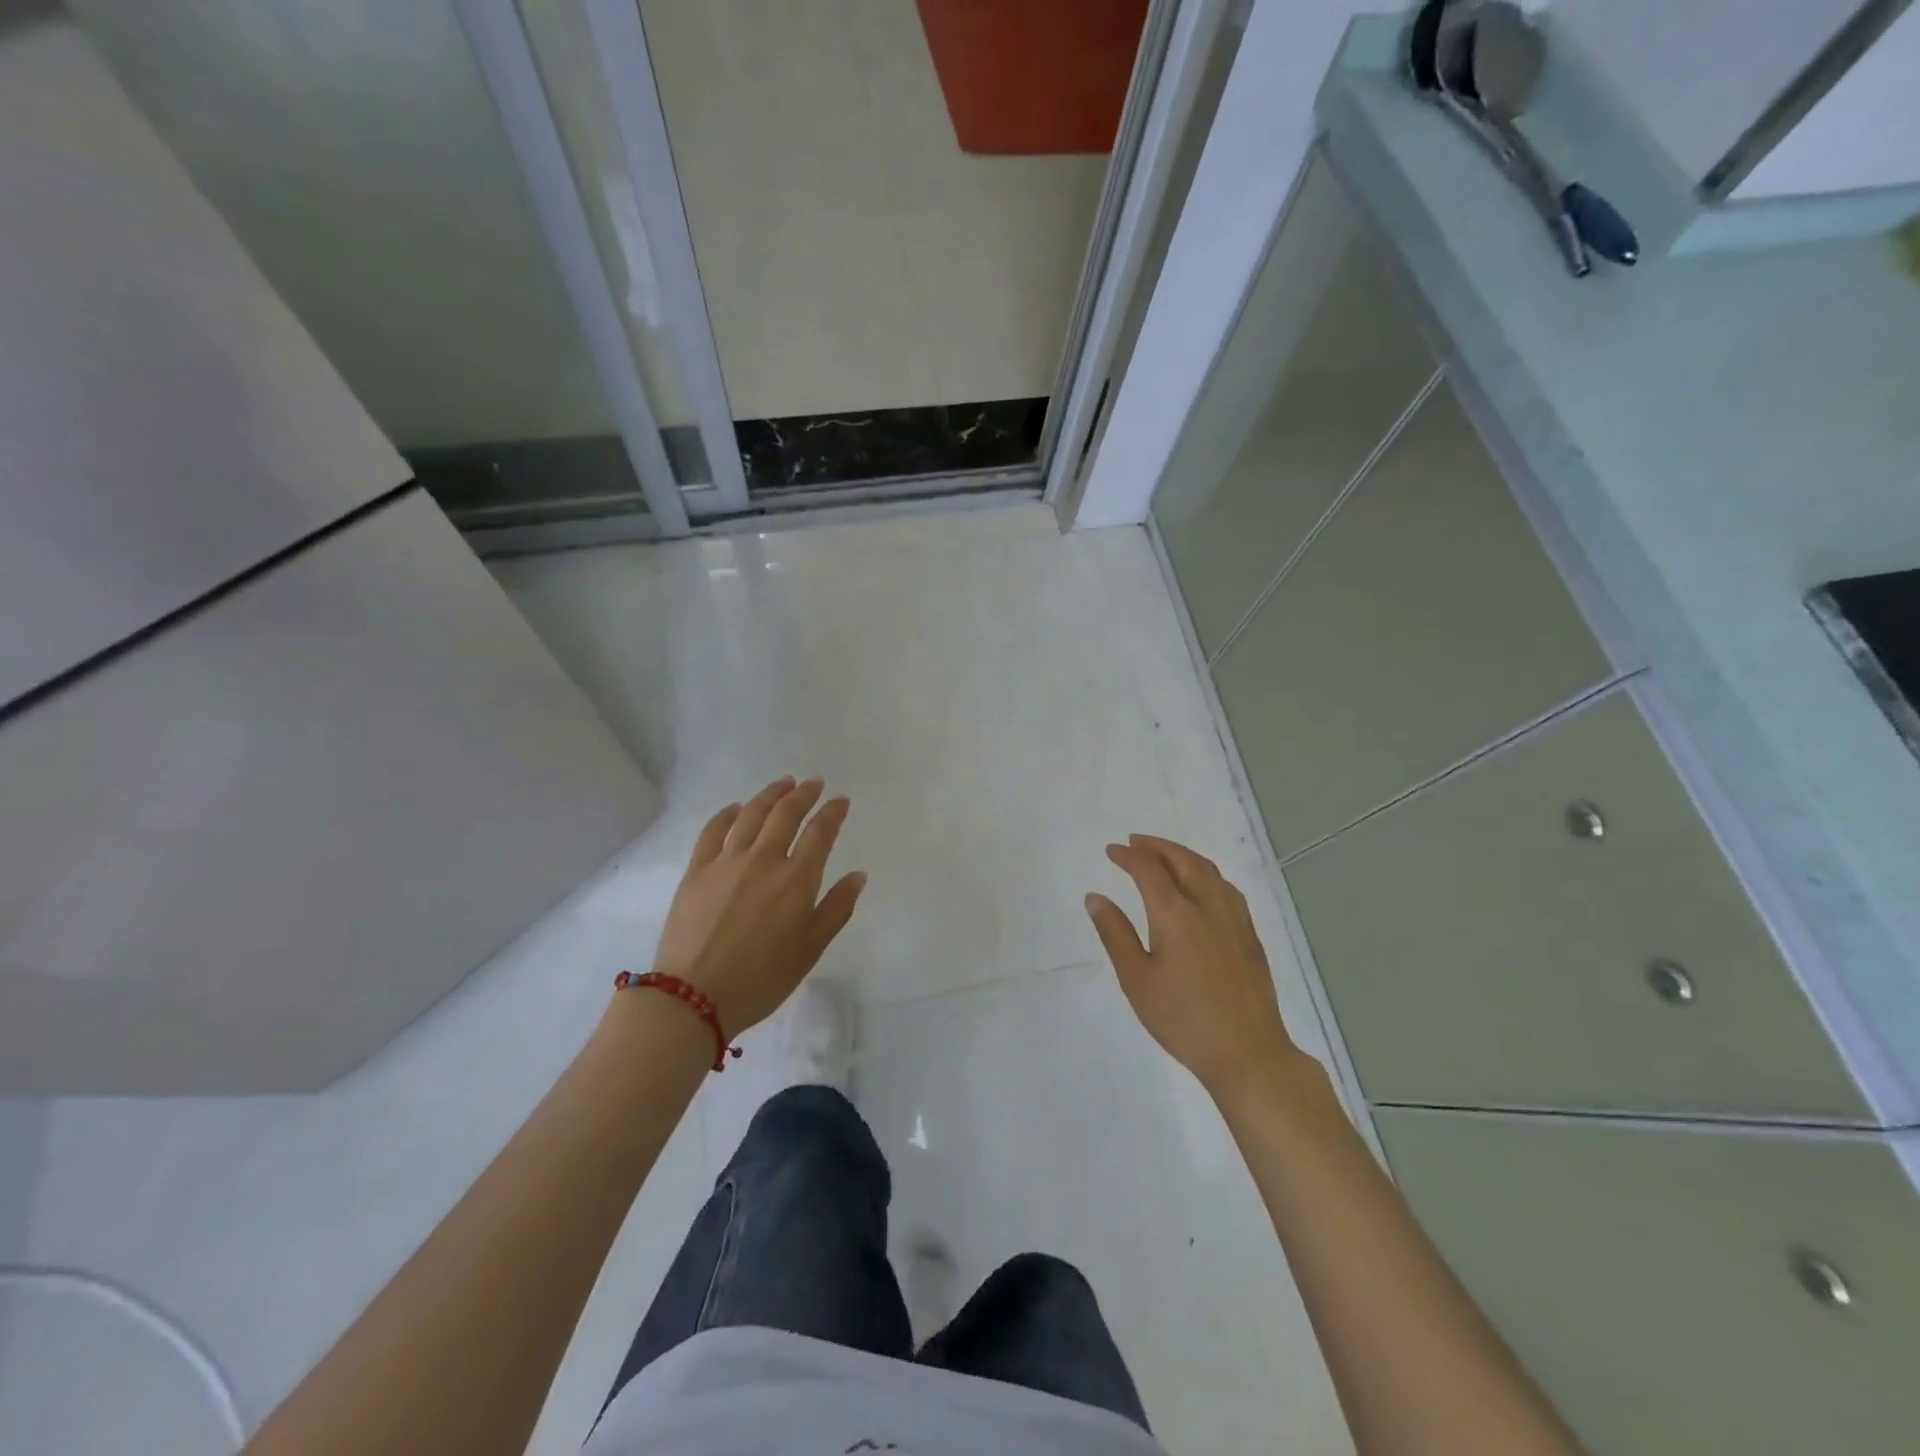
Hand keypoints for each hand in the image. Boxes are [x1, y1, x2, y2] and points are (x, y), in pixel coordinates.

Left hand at [651, 777, 865, 1035]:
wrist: (694, 996)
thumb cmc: (762, 978)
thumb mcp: (810, 950)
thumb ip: (836, 908)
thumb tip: (858, 875)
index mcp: (796, 880)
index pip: (819, 833)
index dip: (832, 813)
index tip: (840, 800)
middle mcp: (763, 860)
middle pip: (785, 814)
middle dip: (803, 794)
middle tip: (814, 783)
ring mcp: (727, 861)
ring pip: (751, 814)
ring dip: (770, 795)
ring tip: (783, 783)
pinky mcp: (697, 870)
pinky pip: (713, 830)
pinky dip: (727, 813)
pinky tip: (736, 808)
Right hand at [1087, 835, 1303, 1099]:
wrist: (1247, 1052)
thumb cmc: (1183, 1019)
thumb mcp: (1136, 980)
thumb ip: (1115, 934)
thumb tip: (1095, 897)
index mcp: (1175, 914)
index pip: (1148, 869)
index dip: (1128, 856)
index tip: (1111, 851)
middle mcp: (1207, 905)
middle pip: (1182, 860)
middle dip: (1156, 846)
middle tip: (1135, 843)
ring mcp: (1233, 918)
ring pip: (1207, 870)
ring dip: (1182, 855)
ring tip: (1164, 856)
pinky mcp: (1249, 934)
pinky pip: (1225, 886)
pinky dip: (1205, 872)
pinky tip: (1200, 885)